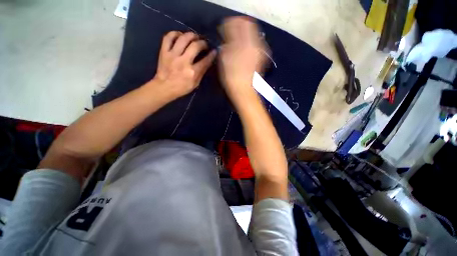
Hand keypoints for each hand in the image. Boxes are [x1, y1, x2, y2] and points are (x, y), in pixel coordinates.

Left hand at [152, 31, 216, 99]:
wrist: (164, 87)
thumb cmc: (182, 88)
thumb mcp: (195, 84)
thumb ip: (201, 72)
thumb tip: (207, 61)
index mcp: (192, 72)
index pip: (205, 61)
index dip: (212, 55)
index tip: (214, 51)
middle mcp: (183, 62)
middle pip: (195, 46)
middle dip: (203, 43)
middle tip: (204, 44)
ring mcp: (172, 55)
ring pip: (183, 38)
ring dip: (191, 35)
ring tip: (194, 37)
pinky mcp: (164, 52)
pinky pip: (168, 37)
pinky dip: (175, 33)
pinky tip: (180, 35)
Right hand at [218, 17, 267, 103]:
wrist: (243, 90)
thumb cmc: (231, 76)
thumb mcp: (225, 58)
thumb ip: (226, 43)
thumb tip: (227, 36)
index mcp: (245, 43)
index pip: (240, 23)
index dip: (231, 23)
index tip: (225, 29)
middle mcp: (255, 44)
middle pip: (249, 26)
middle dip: (238, 27)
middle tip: (230, 34)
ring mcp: (259, 51)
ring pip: (252, 35)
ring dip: (243, 35)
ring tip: (235, 42)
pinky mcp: (260, 58)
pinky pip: (254, 44)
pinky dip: (248, 43)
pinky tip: (242, 50)